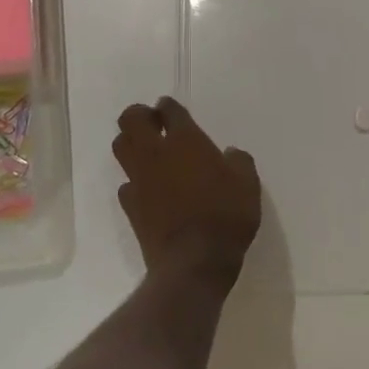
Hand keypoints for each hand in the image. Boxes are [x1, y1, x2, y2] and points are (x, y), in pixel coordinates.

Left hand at [113, 97, 261, 285]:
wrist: (194, 262)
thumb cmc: (226, 216)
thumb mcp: (248, 185)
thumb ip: (239, 162)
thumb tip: (230, 153)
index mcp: (186, 141)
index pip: (168, 110)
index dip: (167, 106)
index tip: (169, 110)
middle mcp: (156, 154)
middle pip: (131, 120)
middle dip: (139, 116)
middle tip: (153, 125)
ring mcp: (139, 180)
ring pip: (121, 148)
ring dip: (130, 144)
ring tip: (147, 153)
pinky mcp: (131, 207)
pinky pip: (126, 184)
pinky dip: (135, 182)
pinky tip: (148, 190)